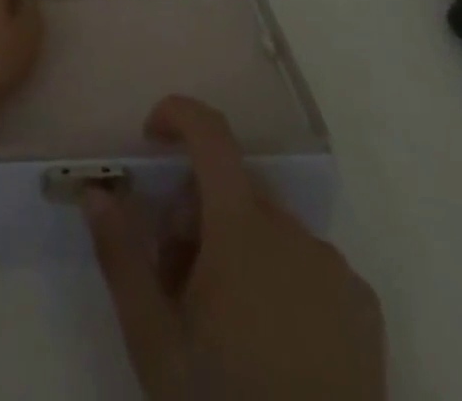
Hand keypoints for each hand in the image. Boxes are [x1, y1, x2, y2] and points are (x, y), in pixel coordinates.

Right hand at [84, 96, 383, 400]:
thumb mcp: (155, 343)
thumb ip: (120, 257)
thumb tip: (96, 192)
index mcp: (243, 230)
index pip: (211, 135)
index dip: (178, 115)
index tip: (150, 137)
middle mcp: (295, 234)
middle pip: (232, 190)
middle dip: (195, 213)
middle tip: (176, 280)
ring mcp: (336, 271)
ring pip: (268, 229)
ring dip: (236, 248)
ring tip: (223, 325)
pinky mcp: (365, 310)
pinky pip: (308, 264)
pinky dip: (280, 277)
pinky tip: (273, 346)